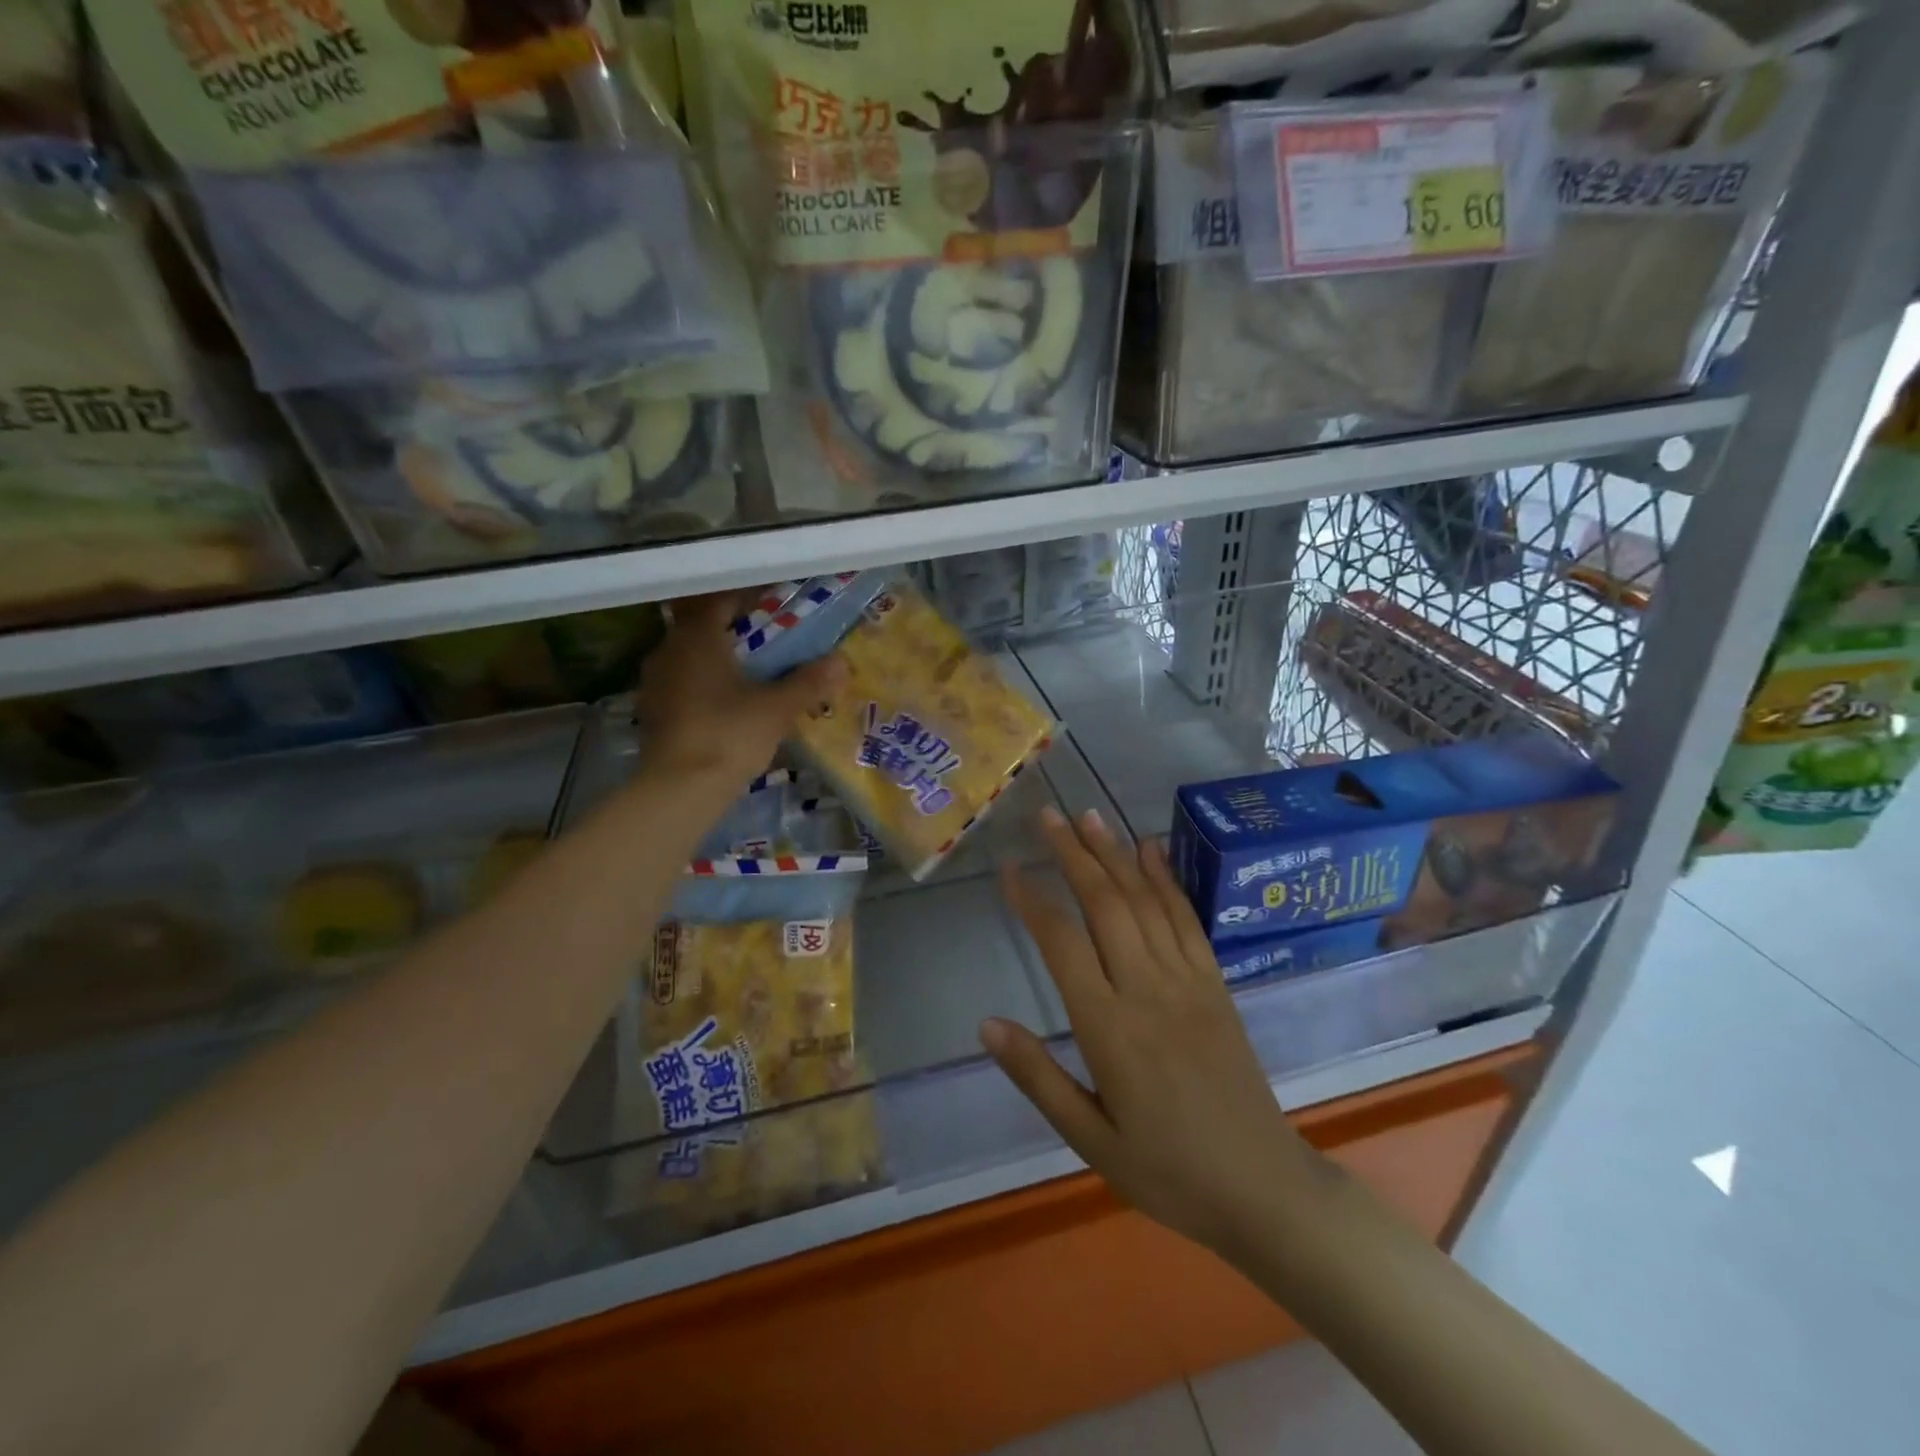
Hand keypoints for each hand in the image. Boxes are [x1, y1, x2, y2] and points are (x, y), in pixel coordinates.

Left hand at [635, 591, 845, 788]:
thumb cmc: (730, 735)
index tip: (773, 603)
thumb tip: (842, 661)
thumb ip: (808, 682)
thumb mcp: (777, 708)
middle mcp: (670, 650)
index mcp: (698, 637)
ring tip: (748, 669)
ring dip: (716, 657)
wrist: (680, 788)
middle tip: (766, 637)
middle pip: (702, 627)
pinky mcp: (652, 710)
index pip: (720, 601)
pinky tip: (724, 700)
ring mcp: (655, 681)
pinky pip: (681, 682)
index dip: (747, 599)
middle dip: (732, 629)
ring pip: (689, 656)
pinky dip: (703, 683)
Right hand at [983, 806, 1338, 1257]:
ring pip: (1145, 901)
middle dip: (1073, 854)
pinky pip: (1187, 919)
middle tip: (1047, 815)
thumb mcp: (1089, 1139)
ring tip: (1089, 816)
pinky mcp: (1215, 983)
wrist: (1262, 1188)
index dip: (1032, 899)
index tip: (1009, 867)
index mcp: (1109, 1028)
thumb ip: (1037, 1077)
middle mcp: (1147, 989)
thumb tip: (986, 1023)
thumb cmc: (1166, 1171)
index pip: (1061, 943)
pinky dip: (1166, 879)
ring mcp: (1187, 981)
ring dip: (1115, 853)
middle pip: (1105, 904)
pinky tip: (1150, 849)